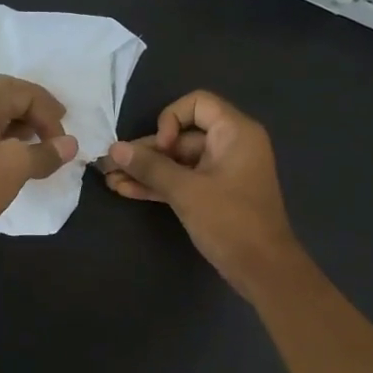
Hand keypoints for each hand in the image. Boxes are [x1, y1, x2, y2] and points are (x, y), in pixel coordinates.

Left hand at [0, 74, 78, 263]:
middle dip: (36, 108)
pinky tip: (21, 160)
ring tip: (43, 144)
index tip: (61, 142)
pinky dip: (10, 142)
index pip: (22, 91)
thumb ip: (44, 153)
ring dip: (23, 125)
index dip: (48, 112)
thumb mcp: (13, 168)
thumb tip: (70, 145)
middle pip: (7, 95)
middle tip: (57, 126)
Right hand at [101, 90, 302, 299]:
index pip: (197, 103)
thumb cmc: (230, 222)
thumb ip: (150, 168)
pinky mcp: (214, 195)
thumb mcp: (186, 192)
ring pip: (178, 162)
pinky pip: (183, 181)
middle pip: (181, 136)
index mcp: (235, 133)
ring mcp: (222, 172)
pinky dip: (159, 185)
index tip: (162, 148)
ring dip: (146, 171)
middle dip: (146, 151)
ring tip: (110, 180)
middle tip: (111, 165)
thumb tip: (114, 150)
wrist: (262, 269)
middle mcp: (230, 145)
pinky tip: (126, 191)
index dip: (171, 120)